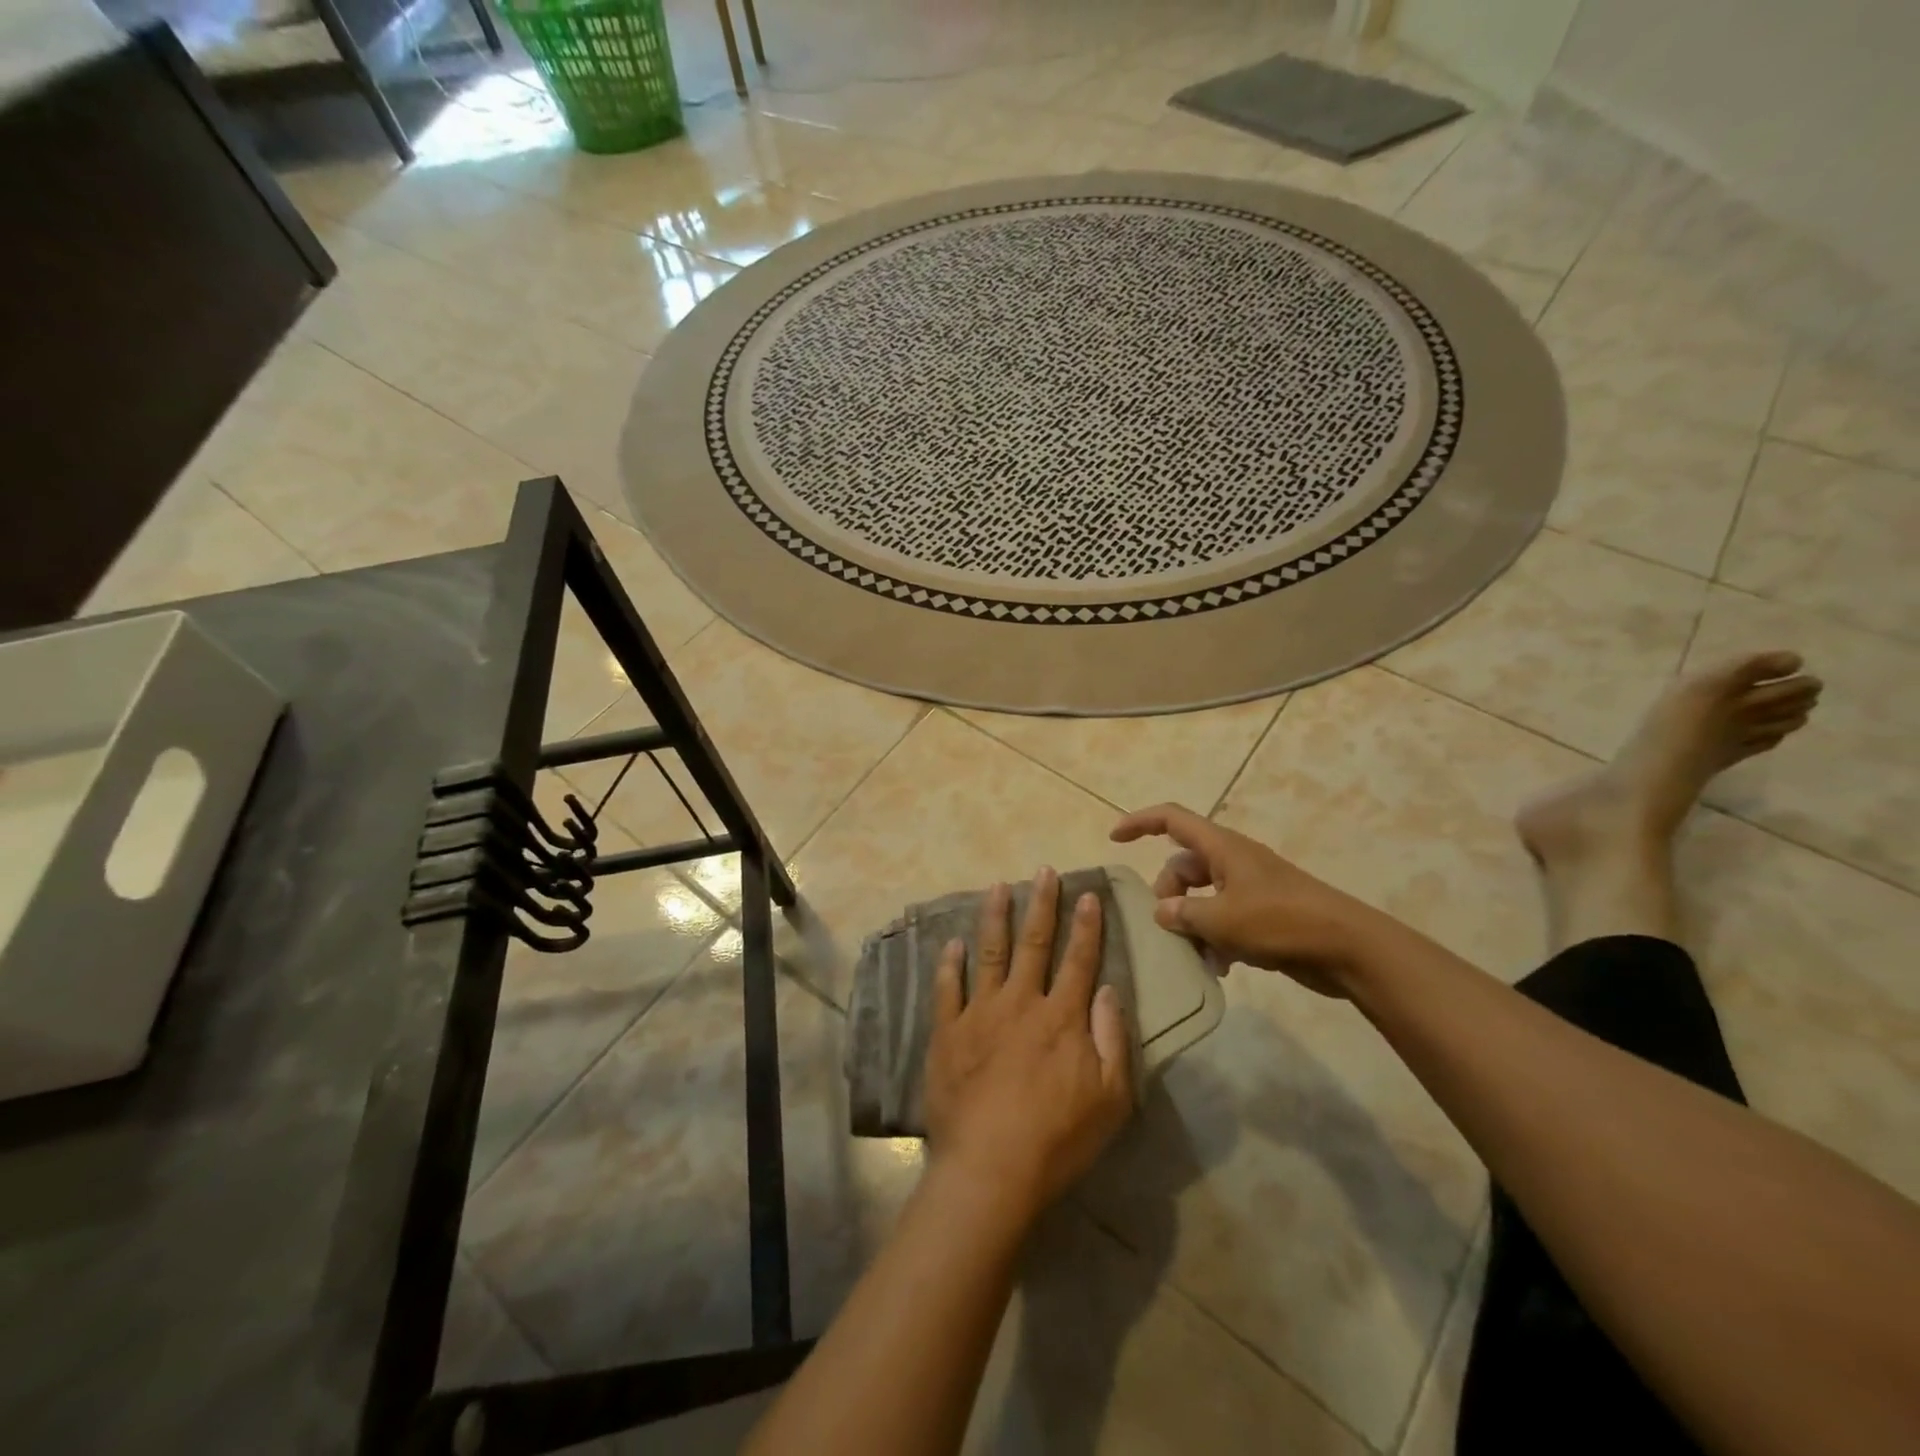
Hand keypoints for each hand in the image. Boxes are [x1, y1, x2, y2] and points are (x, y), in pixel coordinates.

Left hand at [923, 869, 1134, 1226]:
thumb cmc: (1058, 1138)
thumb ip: (1113, 1038)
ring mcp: (980, 1014)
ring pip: (989, 952)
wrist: (990, 1168)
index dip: (1086, 925)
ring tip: (998, 886)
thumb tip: (1108, 989)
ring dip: (995, 916)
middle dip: (1042, 904)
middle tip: (1044, 871)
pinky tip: (952, 942)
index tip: (1087, 894)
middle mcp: (1021, 1003)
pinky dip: (950, 963)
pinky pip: (947, 988)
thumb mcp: (1111, 1098)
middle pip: (1034, 943)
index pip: (1079, 959)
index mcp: (1062, 1017)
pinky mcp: (948, 1032)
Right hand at [1110, 803, 1386, 997]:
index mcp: (1222, 848)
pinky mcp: (1263, 915)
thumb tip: (1162, 911)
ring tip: (1195, 954)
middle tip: (1169, 926)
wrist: (1347, 948)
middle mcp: (1232, 861)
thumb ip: (1183, 913)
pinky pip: (1223, 919)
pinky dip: (1214, 938)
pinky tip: (1218, 967)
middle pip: (1182, 866)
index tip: (1114, 838)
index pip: (1172, 819)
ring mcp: (1249, 888)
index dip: (1140, 822)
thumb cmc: (1280, 922)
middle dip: (1168, 894)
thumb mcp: (1222, 919)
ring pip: (1201, 897)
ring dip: (1191, 923)